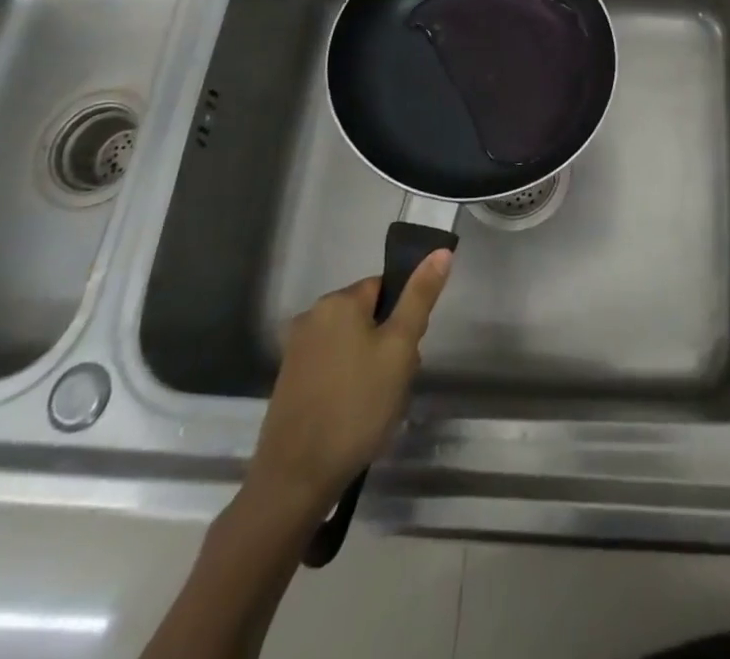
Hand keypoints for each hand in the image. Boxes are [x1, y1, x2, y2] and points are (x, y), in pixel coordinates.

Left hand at [245, 251, 453, 512]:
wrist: (296, 479)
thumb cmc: (357, 406)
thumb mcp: (400, 348)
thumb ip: (420, 297)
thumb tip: (441, 250)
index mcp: (338, 301)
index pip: (386, 288)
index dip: (404, 317)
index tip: (408, 352)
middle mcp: (312, 316)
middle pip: (368, 316)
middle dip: (388, 345)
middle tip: (396, 382)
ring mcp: (296, 351)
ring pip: (351, 344)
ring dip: (370, 366)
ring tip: (378, 406)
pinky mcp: (288, 383)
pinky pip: (331, 368)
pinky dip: (348, 384)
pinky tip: (355, 416)